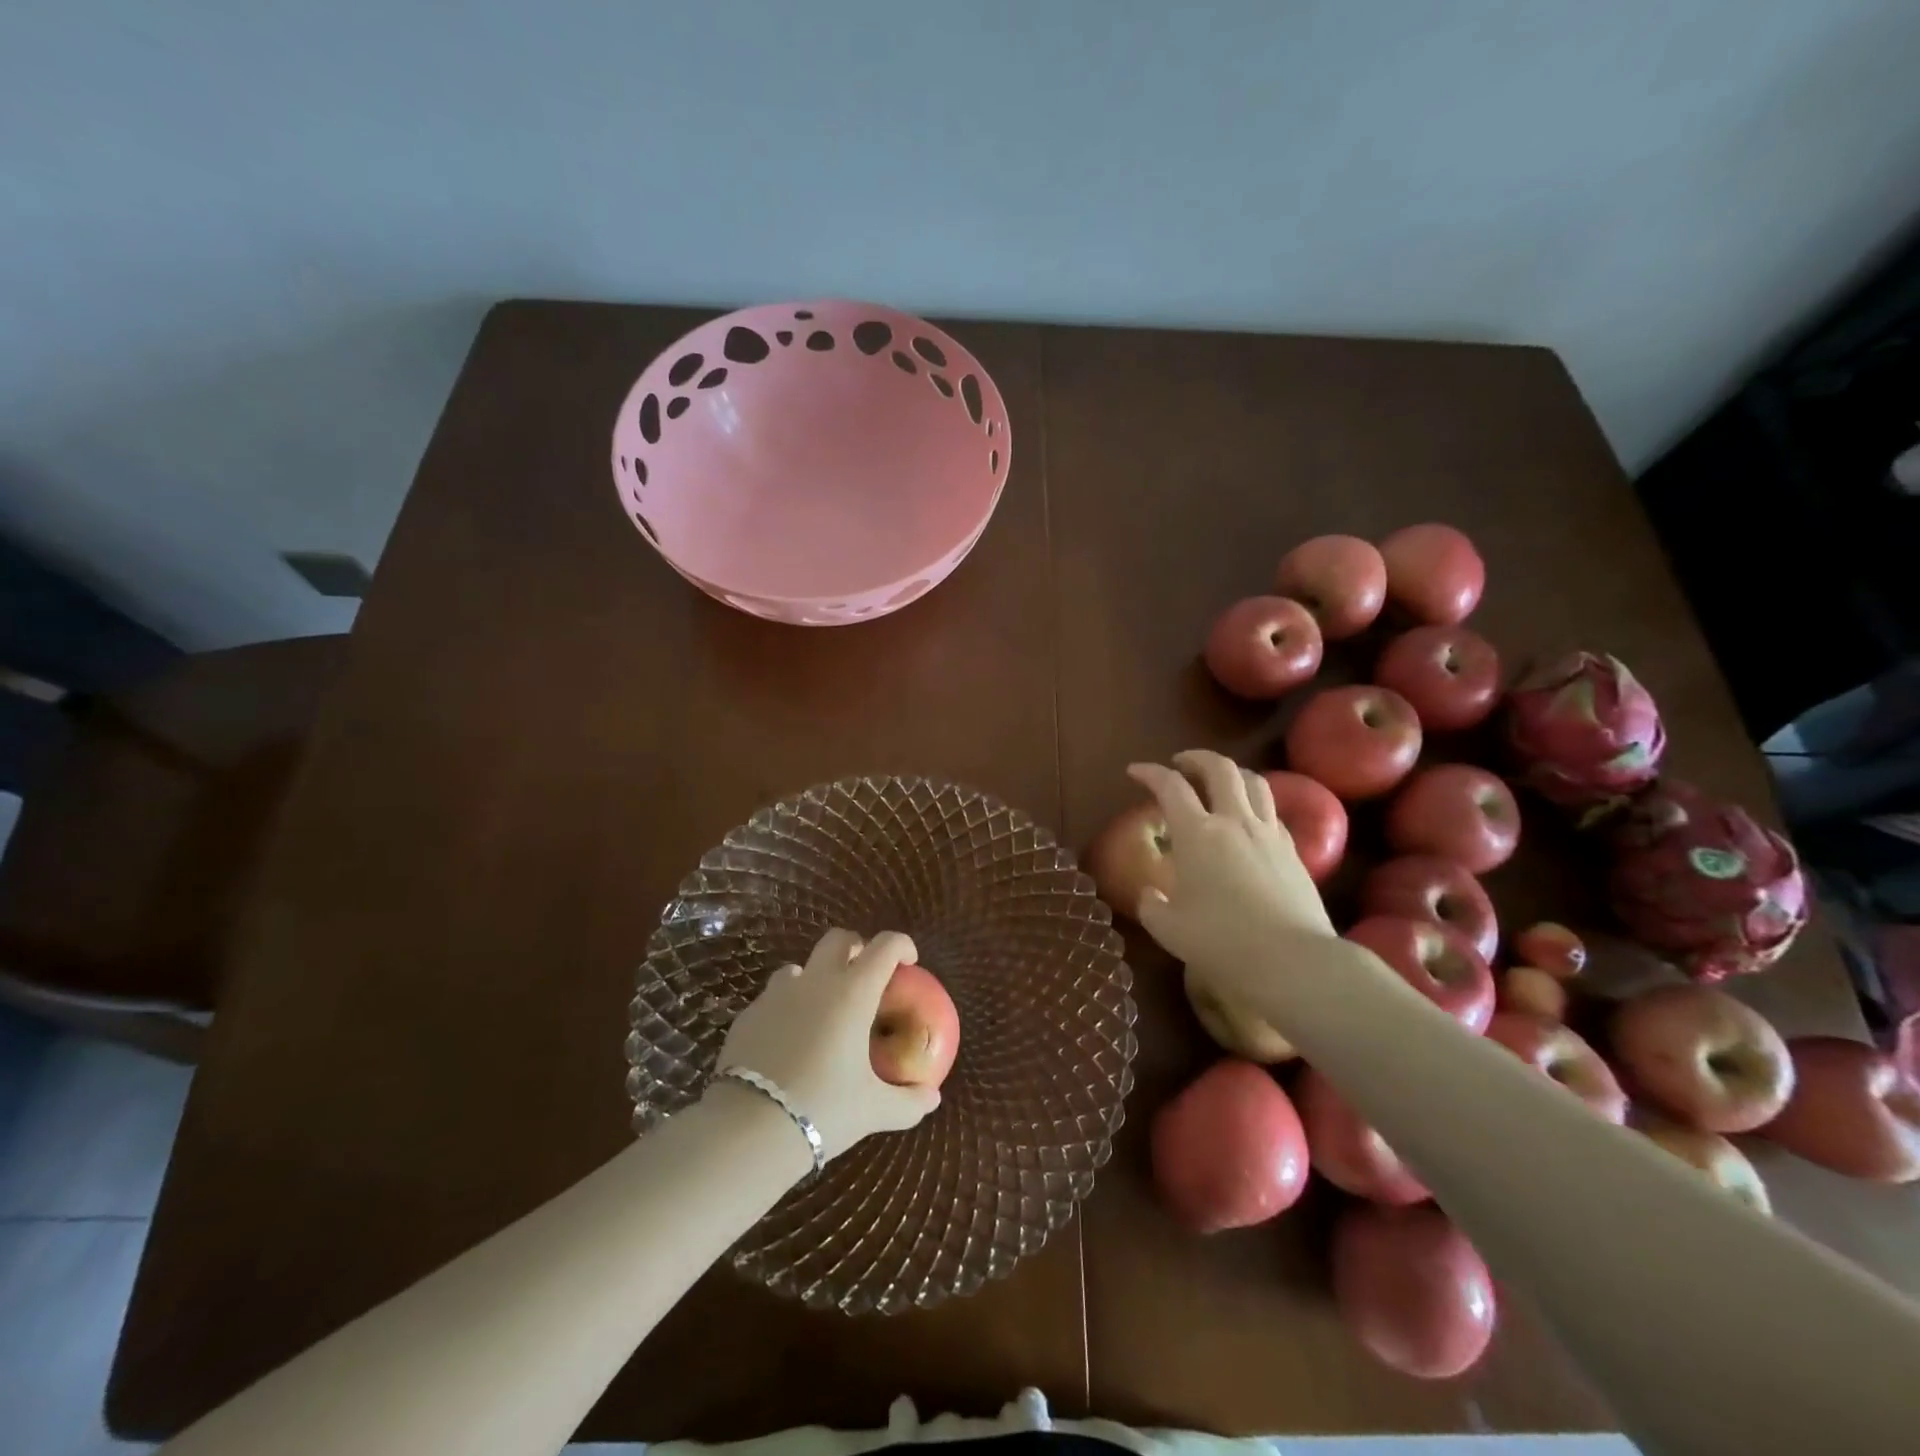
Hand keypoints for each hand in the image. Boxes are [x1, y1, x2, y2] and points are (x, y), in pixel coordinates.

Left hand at [714, 928, 940, 1160]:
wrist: (749, 1128)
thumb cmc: (824, 1109)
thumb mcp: (874, 1111)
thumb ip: (908, 1102)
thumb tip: (932, 1098)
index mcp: (854, 992)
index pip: (885, 946)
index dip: (902, 945)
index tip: (909, 962)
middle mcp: (816, 981)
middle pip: (839, 939)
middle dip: (857, 948)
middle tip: (866, 977)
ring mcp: (777, 995)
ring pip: (800, 966)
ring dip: (816, 977)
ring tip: (823, 1011)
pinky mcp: (748, 1014)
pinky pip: (773, 997)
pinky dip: (787, 1007)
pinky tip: (789, 1040)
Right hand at [1126, 751, 1338, 1000]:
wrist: (1293, 961)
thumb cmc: (1221, 942)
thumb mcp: (1169, 929)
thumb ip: (1152, 906)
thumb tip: (1150, 894)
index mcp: (1196, 833)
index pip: (1170, 786)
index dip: (1150, 772)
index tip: (1134, 771)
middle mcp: (1234, 821)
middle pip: (1220, 769)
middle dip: (1196, 758)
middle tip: (1180, 763)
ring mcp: (1269, 834)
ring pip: (1255, 782)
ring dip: (1232, 773)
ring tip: (1219, 781)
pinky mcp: (1294, 852)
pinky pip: (1273, 812)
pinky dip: (1255, 805)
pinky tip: (1248, 822)